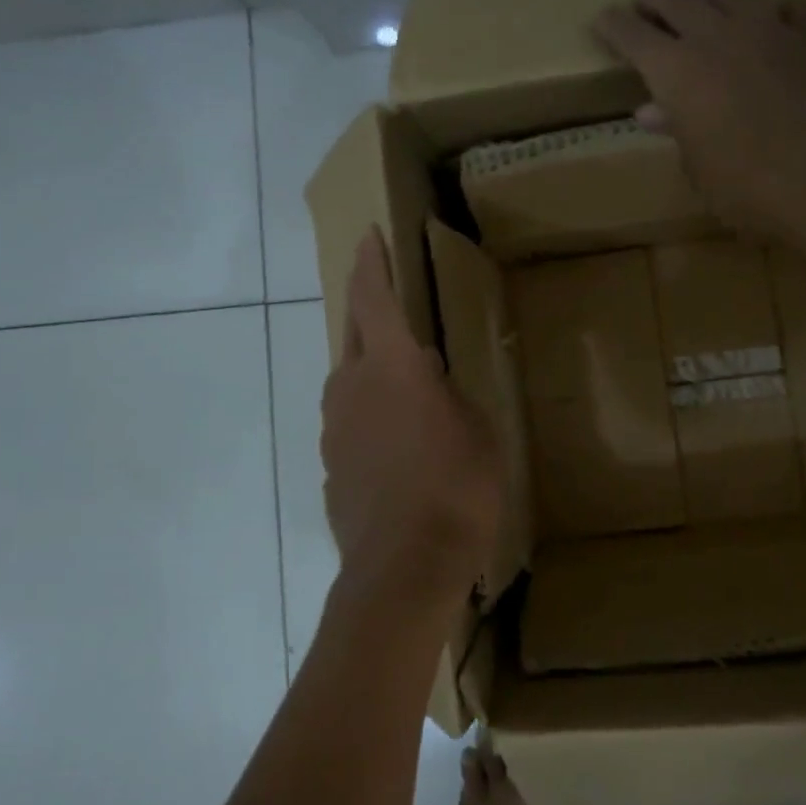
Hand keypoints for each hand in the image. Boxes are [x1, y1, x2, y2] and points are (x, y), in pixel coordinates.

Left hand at [321, 229, 501, 608]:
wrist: (405, 567)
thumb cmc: (457, 487)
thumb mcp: (475, 429)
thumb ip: (447, 393)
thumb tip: (426, 377)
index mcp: (391, 366)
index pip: (373, 297)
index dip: (371, 263)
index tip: (368, 236)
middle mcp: (351, 387)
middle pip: (354, 334)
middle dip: (369, 313)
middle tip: (387, 305)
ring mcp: (334, 428)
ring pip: (348, 381)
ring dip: (370, 370)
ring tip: (402, 385)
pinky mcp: (330, 466)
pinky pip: (349, 423)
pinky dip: (368, 417)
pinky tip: (394, 444)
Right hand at [592, 0, 805, 236]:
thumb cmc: (748, 188)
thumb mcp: (699, 168)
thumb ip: (676, 130)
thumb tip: (653, 111)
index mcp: (676, 71)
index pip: (632, 34)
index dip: (614, 24)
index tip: (603, 20)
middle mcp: (717, 35)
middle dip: (655, 0)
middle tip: (646, 6)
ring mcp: (770, 28)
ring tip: (703, 1)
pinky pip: (789, 6)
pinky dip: (773, 9)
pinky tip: (774, 18)